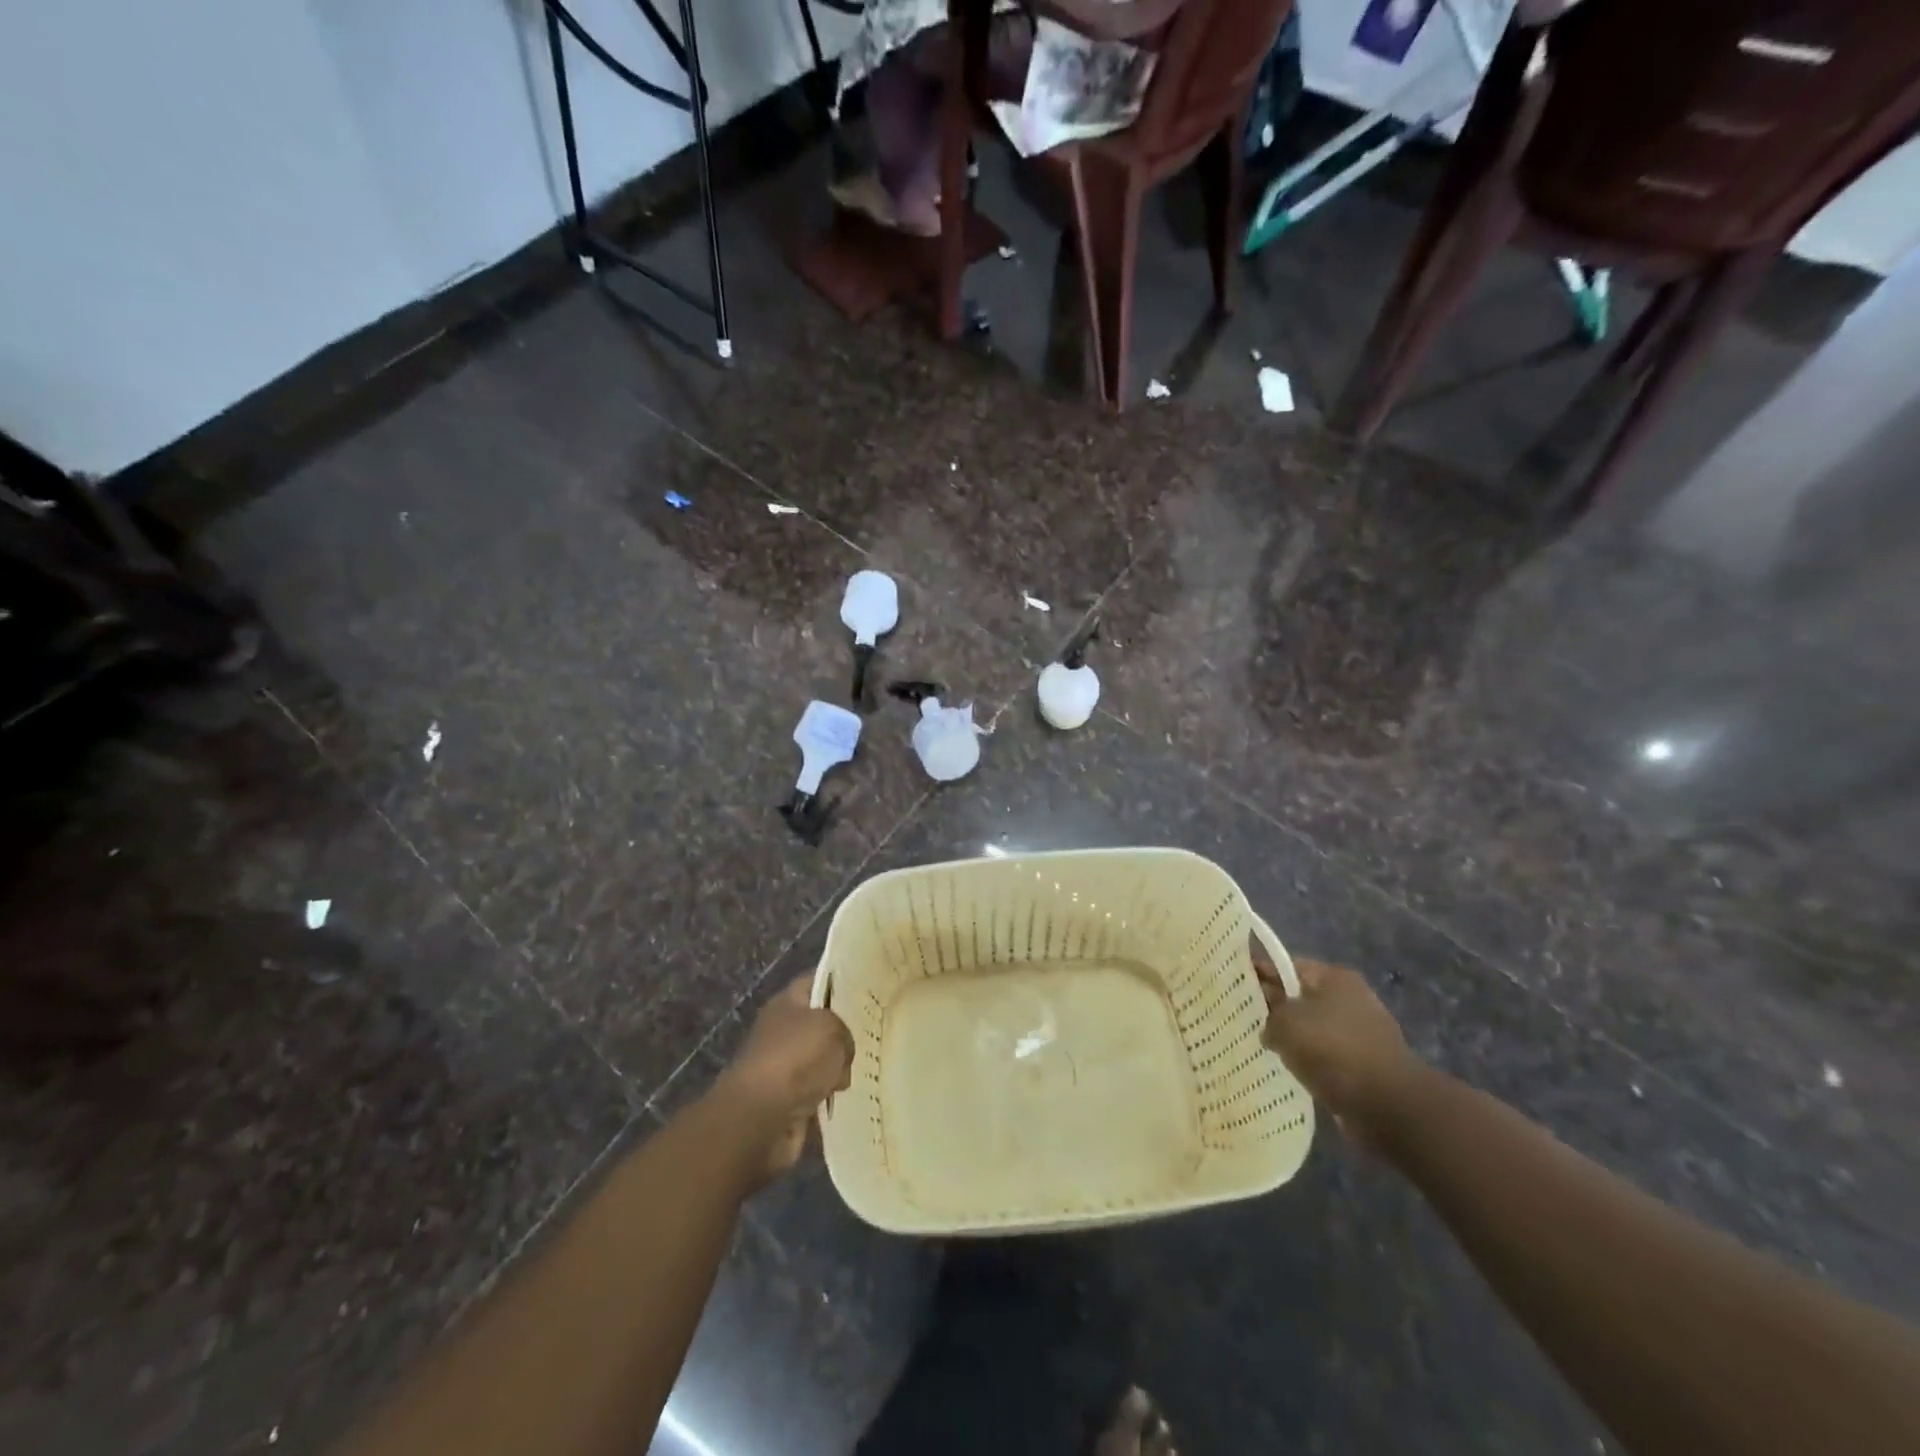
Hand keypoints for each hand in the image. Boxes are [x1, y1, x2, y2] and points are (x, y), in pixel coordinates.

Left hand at [712, 975, 853, 1181]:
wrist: (761, 1118)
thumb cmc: (796, 1058)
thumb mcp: (834, 1029)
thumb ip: (845, 1032)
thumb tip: (842, 1054)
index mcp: (787, 1002)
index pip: (817, 981)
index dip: (841, 981)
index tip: (869, 986)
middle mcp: (781, 1030)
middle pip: (819, 1023)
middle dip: (844, 1029)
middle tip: (874, 1032)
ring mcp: (782, 1067)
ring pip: (820, 1059)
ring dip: (837, 1067)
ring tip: (865, 1067)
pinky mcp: (786, 1101)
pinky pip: (816, 1091)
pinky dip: (828, 1096)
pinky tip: (848, 1096)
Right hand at [1250, 941, 1424, 1150]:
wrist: (1388, 1106)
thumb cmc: (1333, 1050)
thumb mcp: (1285, 1023)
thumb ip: (1268, 1016)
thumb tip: (1270, 1028)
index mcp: (1333, 978)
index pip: (1286, 966)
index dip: (1259, 973)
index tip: (1234, 984)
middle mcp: (1350, 999)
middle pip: (1300, 997)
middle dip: (1274, 1008)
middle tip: (1242, 1018)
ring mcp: (1361, 1033)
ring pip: (1313, 1029)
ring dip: (1292, 1039)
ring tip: (1262, 1047)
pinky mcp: (1365, 1065)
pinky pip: (1326, 1057)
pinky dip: (1309, 1062)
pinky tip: (1288, 1071)